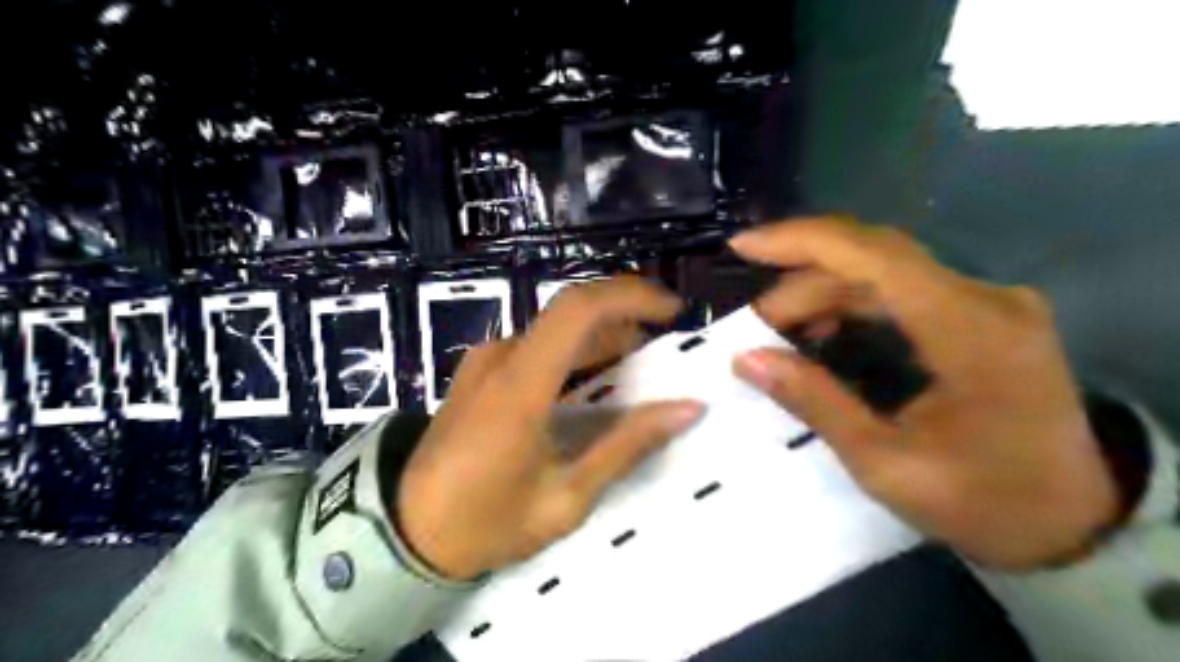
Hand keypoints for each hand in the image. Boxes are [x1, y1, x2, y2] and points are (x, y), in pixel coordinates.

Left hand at [401, 275, 702, 577]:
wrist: (407, 532)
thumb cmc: (486, 523)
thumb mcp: (566, 497)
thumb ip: (627, 446)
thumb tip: (688, 409)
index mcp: (519, 385)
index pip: (578, 310)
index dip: (631, 296)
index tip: (672, 310)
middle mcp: (501, 357)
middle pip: (572, 311)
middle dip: (625, 315)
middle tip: (663, 344)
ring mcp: (486, 360)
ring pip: (556, 328)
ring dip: (602, 336)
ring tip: (638, 367)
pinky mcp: (481, 369)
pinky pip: (538, 345)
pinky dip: (576, 351)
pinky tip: (594, 381)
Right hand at [735, 217, 1117, 567]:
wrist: (1071, 523)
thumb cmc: (983, 502)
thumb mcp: (886, 464)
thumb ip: (815, 401)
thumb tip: (746, 359)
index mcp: (969, 330)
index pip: (873, 256)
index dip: (800, 241)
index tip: (742, 246)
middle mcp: (984, 298)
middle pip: (873, 260)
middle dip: (802, 282)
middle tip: (754, 324)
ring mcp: (986, 303)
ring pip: (883, 273)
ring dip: (823, 292)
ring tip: (779, 331)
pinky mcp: (979, 315)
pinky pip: (900, 290)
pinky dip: (851, 302)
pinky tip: (823, 329)